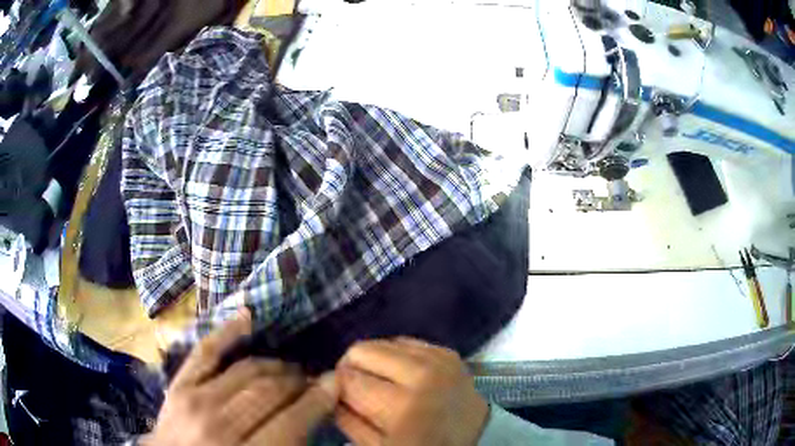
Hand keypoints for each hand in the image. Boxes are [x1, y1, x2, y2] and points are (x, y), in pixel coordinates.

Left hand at [142, 310, 337, 445]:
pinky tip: (248, 318)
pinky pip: (206, 351)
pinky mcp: (179, 384)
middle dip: (297, 382)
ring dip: (274, 365)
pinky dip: (227, 331)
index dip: (318, 400)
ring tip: (289, 368)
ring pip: (245, 370)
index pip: (291, 420)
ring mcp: (194, 399)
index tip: (335, 383)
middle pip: (269, 391)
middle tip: (311, 380)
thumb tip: (314, 418)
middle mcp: (220, 424)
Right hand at [335, 337, 488, 445]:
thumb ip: (348, 418)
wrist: (476, 439)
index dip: (337, 387)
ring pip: (383, 342)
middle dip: (352, 368)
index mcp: (401, 407)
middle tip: (359, 387)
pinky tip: (401, 374)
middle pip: (362, 350)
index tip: (340, 395)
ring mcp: (439, 359)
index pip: (347, 378)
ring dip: (375, 361)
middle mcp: (420, 374)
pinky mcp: (448, 352)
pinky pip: (407, 341)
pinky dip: (396, 356)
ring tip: (382, 382)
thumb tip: (331, 391)